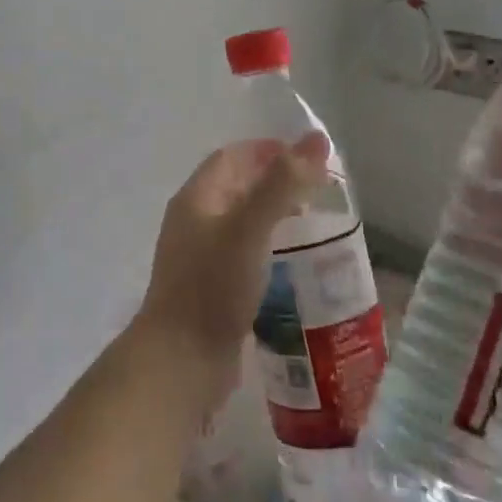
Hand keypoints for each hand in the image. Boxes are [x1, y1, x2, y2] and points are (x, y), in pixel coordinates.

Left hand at [132, 132, 329, 406]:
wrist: (181, 362)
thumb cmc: (213, 286)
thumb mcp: (250, 228)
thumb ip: (283, 184)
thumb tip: (316, 139)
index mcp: (196, 198)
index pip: (232, 157)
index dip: (268, 150)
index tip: (308, 158)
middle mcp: (195, 221)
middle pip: (238, 187)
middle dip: (277, 184)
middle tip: (319, 193)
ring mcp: (201, 257)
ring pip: (243, 223)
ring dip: (275, 218)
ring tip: (316, 226)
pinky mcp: (213, 288)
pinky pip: (245, 254)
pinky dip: (270, 249)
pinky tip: (296, 264)